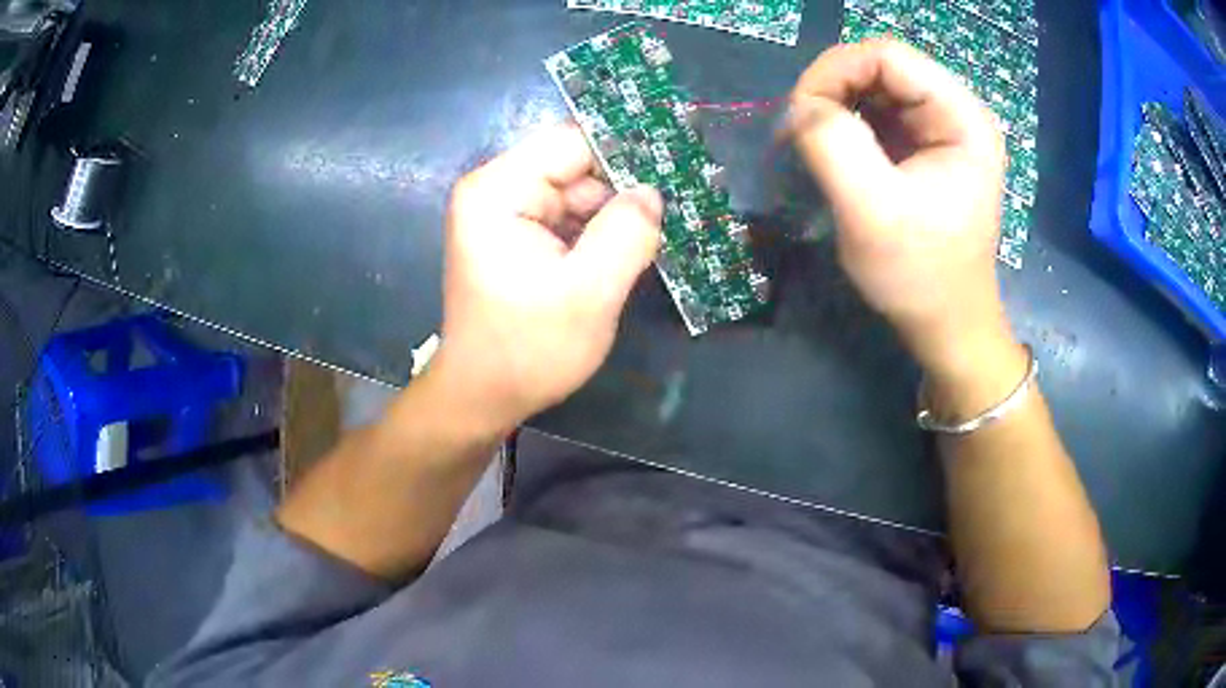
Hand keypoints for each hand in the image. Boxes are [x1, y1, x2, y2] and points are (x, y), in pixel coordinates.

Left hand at [431, 124, 662, 435]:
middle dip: (625, 185)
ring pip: (578, 191)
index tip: (677, 161)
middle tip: (681, 202)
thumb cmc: (527, 350)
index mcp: (499, 190)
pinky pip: (570, 216)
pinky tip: (633, 246)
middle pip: (575, 165)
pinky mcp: (518, 236)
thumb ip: (627, 233)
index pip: (572, 141)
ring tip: (662, 229)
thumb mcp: (588, 293)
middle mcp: (496, 189)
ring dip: (617, 212)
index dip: (626, 149)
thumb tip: (652, 191)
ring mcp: (506, 212)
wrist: (483, 397)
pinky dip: (601, 230)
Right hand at [789, 39, 1013, 379]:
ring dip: (835, 106)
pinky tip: (836, 153)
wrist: (947, 324)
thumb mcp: (872, 213)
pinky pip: (876, 110)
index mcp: (962, 117)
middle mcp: (957, 110)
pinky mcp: (925, 144)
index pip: (886, 56)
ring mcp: (942, 126)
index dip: (834, 72)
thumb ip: (833, 145)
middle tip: (802, 134)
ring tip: (816, 146)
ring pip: (873, 85)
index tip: (800, 117)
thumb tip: (802, 107)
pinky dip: (846, 123)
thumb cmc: (920, 277)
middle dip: (832, 90)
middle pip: (879, 65)